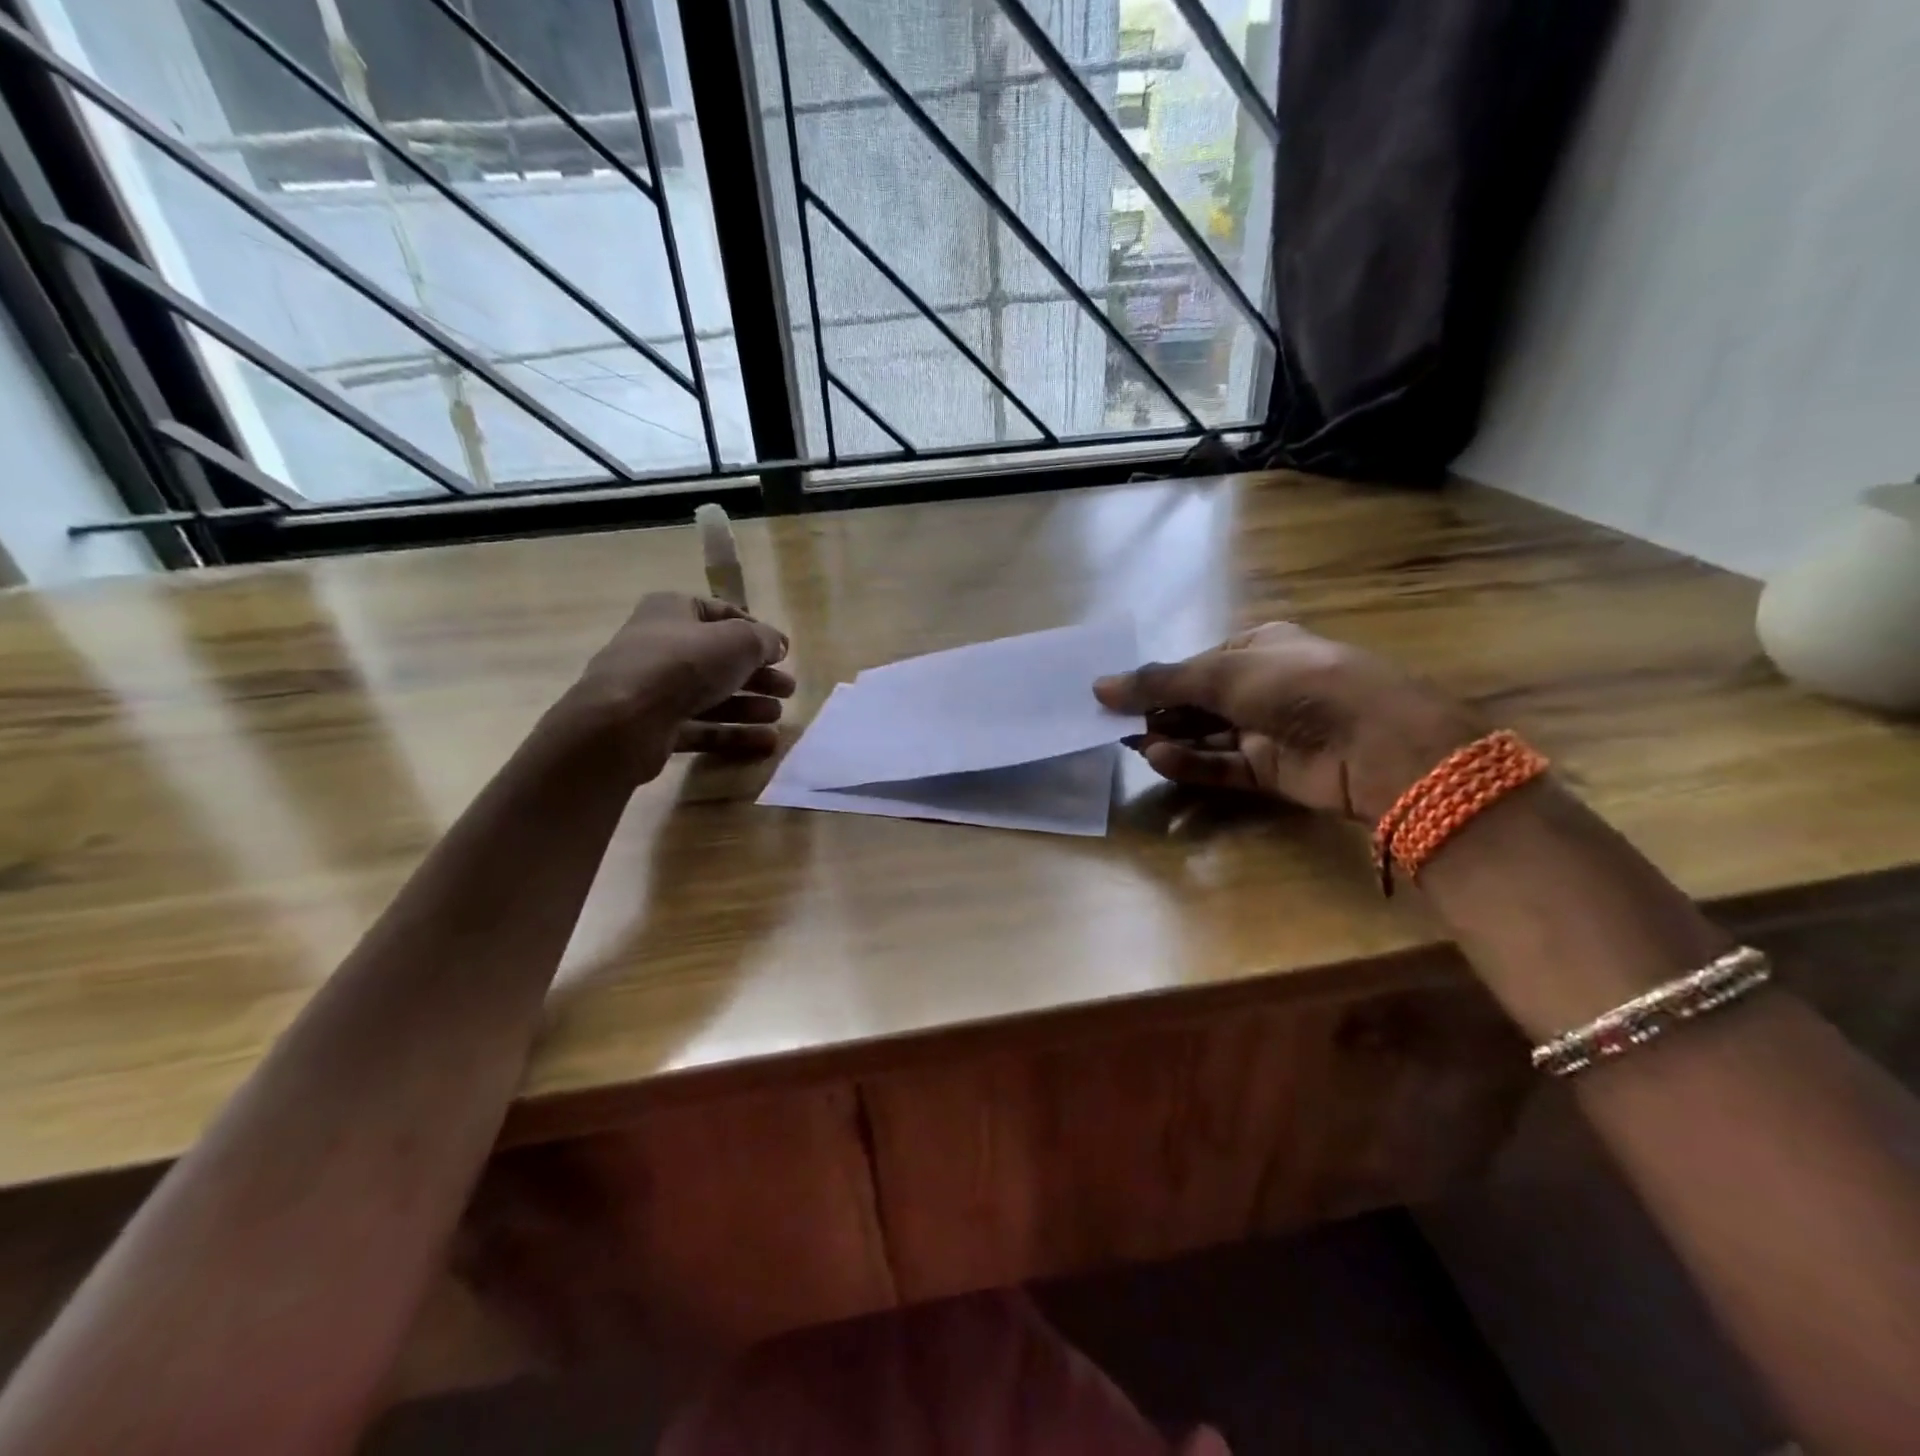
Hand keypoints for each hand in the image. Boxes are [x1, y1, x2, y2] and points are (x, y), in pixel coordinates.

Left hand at [571, 592, 794, 780]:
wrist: (624, 721)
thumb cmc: (684, 664)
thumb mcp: (738, 641)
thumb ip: (764, 641)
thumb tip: (777, 645)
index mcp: (673, 610)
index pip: (723, 614)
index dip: (757, 632)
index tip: (784, 653)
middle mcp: (660, 645)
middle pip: (719, 659)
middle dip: (758, 675)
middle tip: (788, 689)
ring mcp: (654, 688)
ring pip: (711, 695)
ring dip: (749, 705)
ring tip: (779, 716)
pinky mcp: (655, 727)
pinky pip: (701, 727)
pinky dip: (732, 733)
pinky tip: (765, 743)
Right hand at [1093, 622, 1479, 820]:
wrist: (1376, 743)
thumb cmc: (1298, 685)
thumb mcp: (1223, 674)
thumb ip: (1159, 682)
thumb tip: (1098, 686)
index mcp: (1258, 648)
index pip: (1196, 665)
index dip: (1156, 679)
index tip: (1114, 695)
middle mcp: (1263, 687)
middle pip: (1197, 701)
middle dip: (1158, 712)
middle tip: (1113, 725)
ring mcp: (1268, 730)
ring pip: (1206, 735)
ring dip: (1170, 738)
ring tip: (1131, 743)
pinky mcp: (1271, 770)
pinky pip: (1222, 765)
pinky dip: (1191, 763)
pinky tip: (1160, 760)